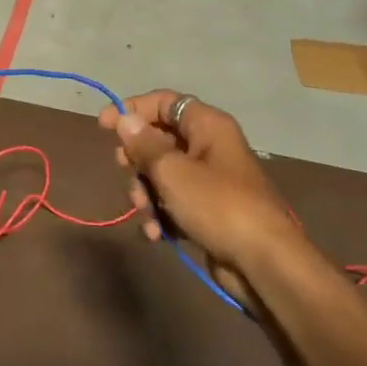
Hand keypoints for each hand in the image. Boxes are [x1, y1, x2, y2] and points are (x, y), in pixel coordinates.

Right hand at [98, 90, 308, 293]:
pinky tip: (155, 232)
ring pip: (163, 174)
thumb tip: (124, 119)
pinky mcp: (208, 211)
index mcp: (208, 126)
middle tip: (124, 169)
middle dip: (137, 159)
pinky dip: (160, 214)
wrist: (263, 263)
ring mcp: (210, 181)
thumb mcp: (172, 171)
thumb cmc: (217, 205)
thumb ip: (144, 144)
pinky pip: (173, 202)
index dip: (132, 109)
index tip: (104, 126)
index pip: (164, 102)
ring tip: (145, 211)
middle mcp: (210, 147)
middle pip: (160, 139)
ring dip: (145, 192)